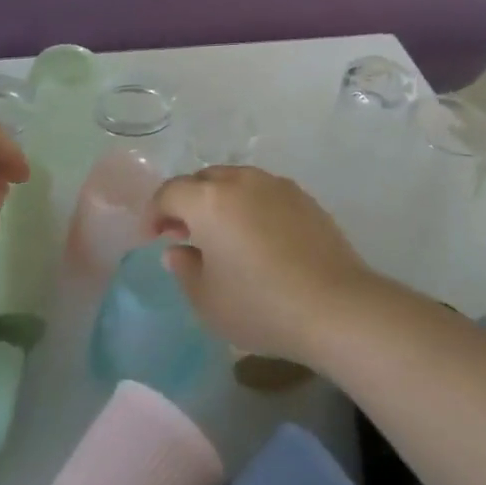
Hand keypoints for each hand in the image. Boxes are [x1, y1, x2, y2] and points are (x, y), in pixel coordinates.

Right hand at [148, 166, 379, 361]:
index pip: (170, 192)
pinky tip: (257, 238)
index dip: (154, 213)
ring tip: (221, 237)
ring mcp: (276, 184)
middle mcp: (242, 180)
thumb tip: (178, 249)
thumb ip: (184, 269)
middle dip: (187, 202)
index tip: (152, 238)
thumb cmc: (259, 305)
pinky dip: (249, 206)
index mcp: (210, 200)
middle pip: (203, 179)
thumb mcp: (207, 300)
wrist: (333, 304)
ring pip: (236, 181)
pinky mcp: (303, 196)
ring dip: (220, 201)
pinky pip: (263, 192)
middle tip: (183, 235)